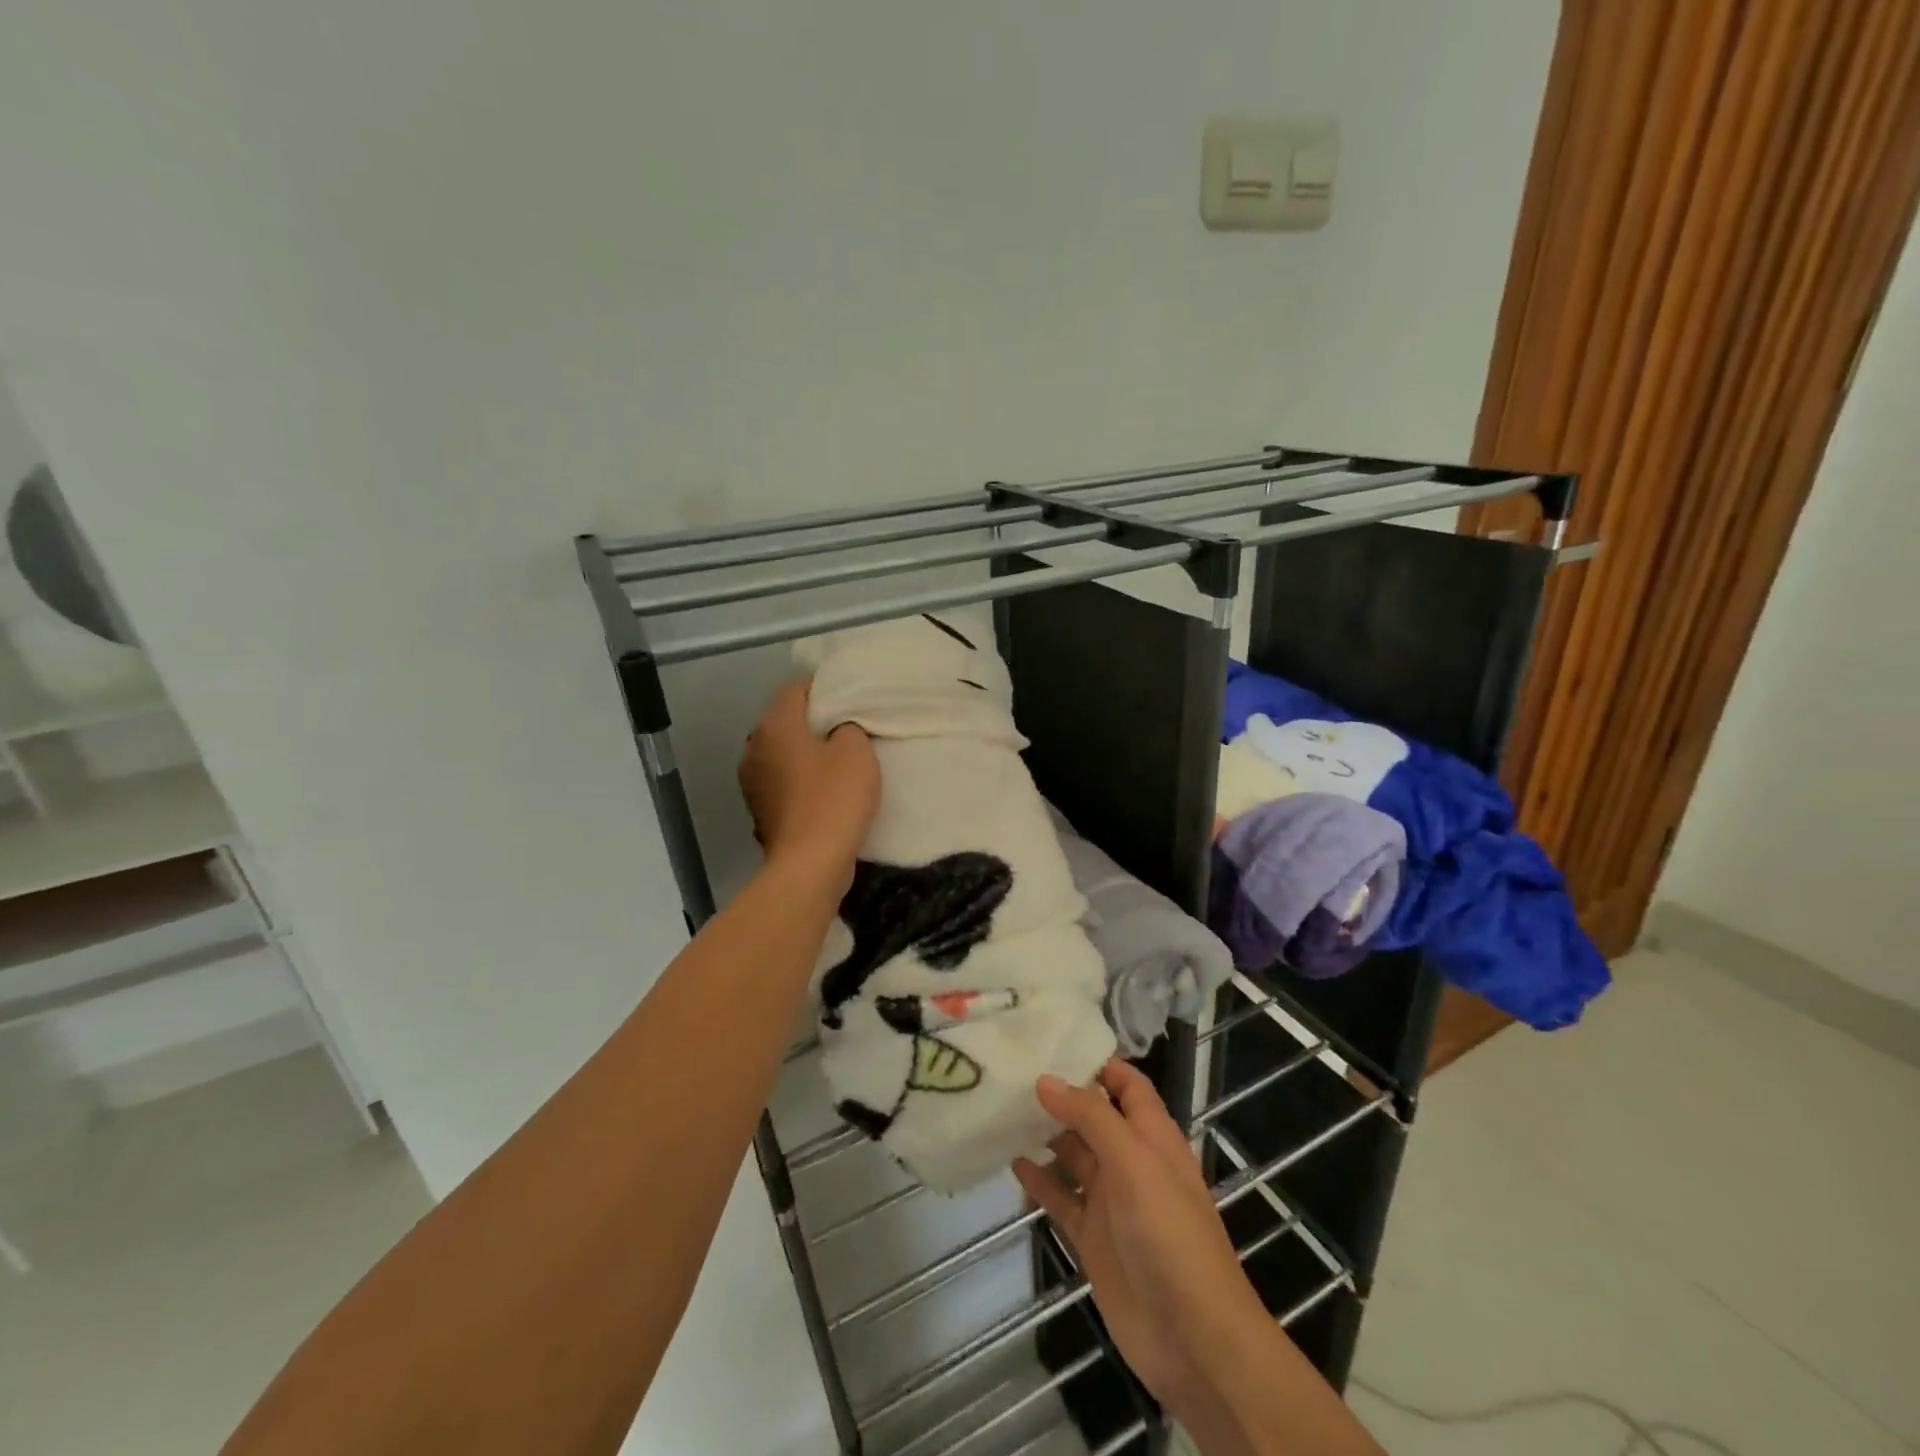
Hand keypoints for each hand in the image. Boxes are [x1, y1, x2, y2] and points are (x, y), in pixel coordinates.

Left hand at [738, 679, 879, 886]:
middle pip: (785, 721)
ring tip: (837, 761)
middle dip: (813, 722)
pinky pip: (782, 782)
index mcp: (774, 725)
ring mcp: (752, 781)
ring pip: (781, 753)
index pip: (796, 688)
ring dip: (805, 754)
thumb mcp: (857, 752)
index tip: (851, 698)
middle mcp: (753, 747)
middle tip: (848, 728)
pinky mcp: (759, 810)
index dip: (825, 688)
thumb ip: (849, 727)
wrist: (809, 865)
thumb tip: (838, 730)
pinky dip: (800, 781)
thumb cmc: (834, 799)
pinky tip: (824, 792)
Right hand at [1013, 1061, 1265, 1414]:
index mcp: (1153, 1136)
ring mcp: (1111, 1201)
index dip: (1098, 1061)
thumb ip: (1091, 1117)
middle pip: (1094, 1116)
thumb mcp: (1134, 1162)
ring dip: (1045, 1134)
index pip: (1127, 1084)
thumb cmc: (1170, 1234)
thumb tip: (1046, 1078)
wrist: (1192, 1338)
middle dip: (1061, 1094)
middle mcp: (1131, 1161)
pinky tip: (1010, 1162)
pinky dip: (1039, 1181)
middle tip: (1012, 1069)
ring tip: (1002, 1107)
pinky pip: (1061, 1199)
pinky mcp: (1092, 1238)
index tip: (1053, 1040)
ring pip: (1074, 1155)